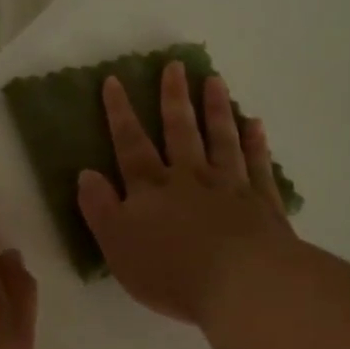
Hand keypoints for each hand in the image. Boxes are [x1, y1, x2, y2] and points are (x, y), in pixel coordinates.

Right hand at [77, 62, 294, 327]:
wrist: (241, 283)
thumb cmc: (171, 270)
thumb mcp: (117, 245)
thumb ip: (100, 208)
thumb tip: (86, 173)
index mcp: (151, 189)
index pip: (130, 144)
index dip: (120, 113)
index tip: (114, 81)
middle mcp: (189, 177)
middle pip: (180, 131)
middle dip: (174, 98)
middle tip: (175, 65)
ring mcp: (230, 186)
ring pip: (221, 139)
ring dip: (216, 109)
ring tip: (214, 81)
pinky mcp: (263, 203)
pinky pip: (258, 165)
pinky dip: (255, 143)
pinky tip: (254, 124)